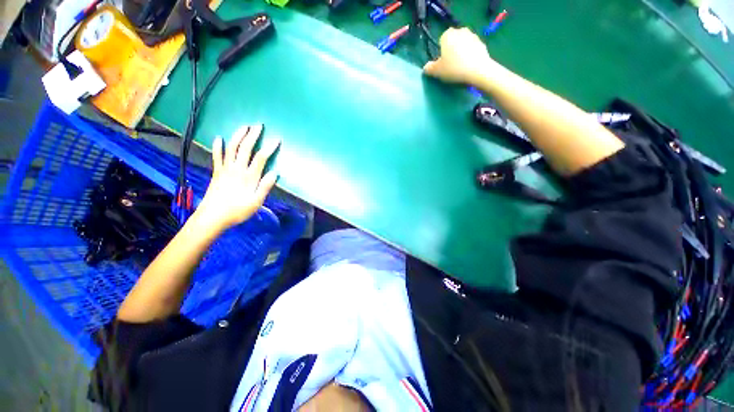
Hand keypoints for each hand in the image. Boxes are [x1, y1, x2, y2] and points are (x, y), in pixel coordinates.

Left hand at [194, 124, 279, 232]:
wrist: (212, 217)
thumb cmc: (237, 211)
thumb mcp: (256, 202)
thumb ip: (265, 186)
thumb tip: (275, 173)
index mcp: (249, 177)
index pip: (261, 158)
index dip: (269, 147)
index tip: (277, 139)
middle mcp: (237, 169)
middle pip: (245, 148)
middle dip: (253, 136)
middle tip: (258, 126)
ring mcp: (225, 169)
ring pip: (232, 148)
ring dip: (238, 136)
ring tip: (243, 126)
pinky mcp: (217, 172)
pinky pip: (217, 156)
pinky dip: (218, 146)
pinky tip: (219, 137)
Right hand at [423, 27, 496, 84]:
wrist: (477, 70)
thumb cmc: (454, 68)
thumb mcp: (437, 71)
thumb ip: (429, 68)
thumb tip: (426, 67)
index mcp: (447, 35)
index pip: (441, 40)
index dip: (441, 52)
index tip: (443, 63)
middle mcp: (460, 31)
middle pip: (453, 42)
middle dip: (452, 51)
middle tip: (451, 66)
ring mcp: (473, 36)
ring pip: (463, 45)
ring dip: (461, 53)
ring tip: (460, 68)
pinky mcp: (482, 43)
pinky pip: (472, 50)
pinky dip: (470, 56)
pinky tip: (469, 67)